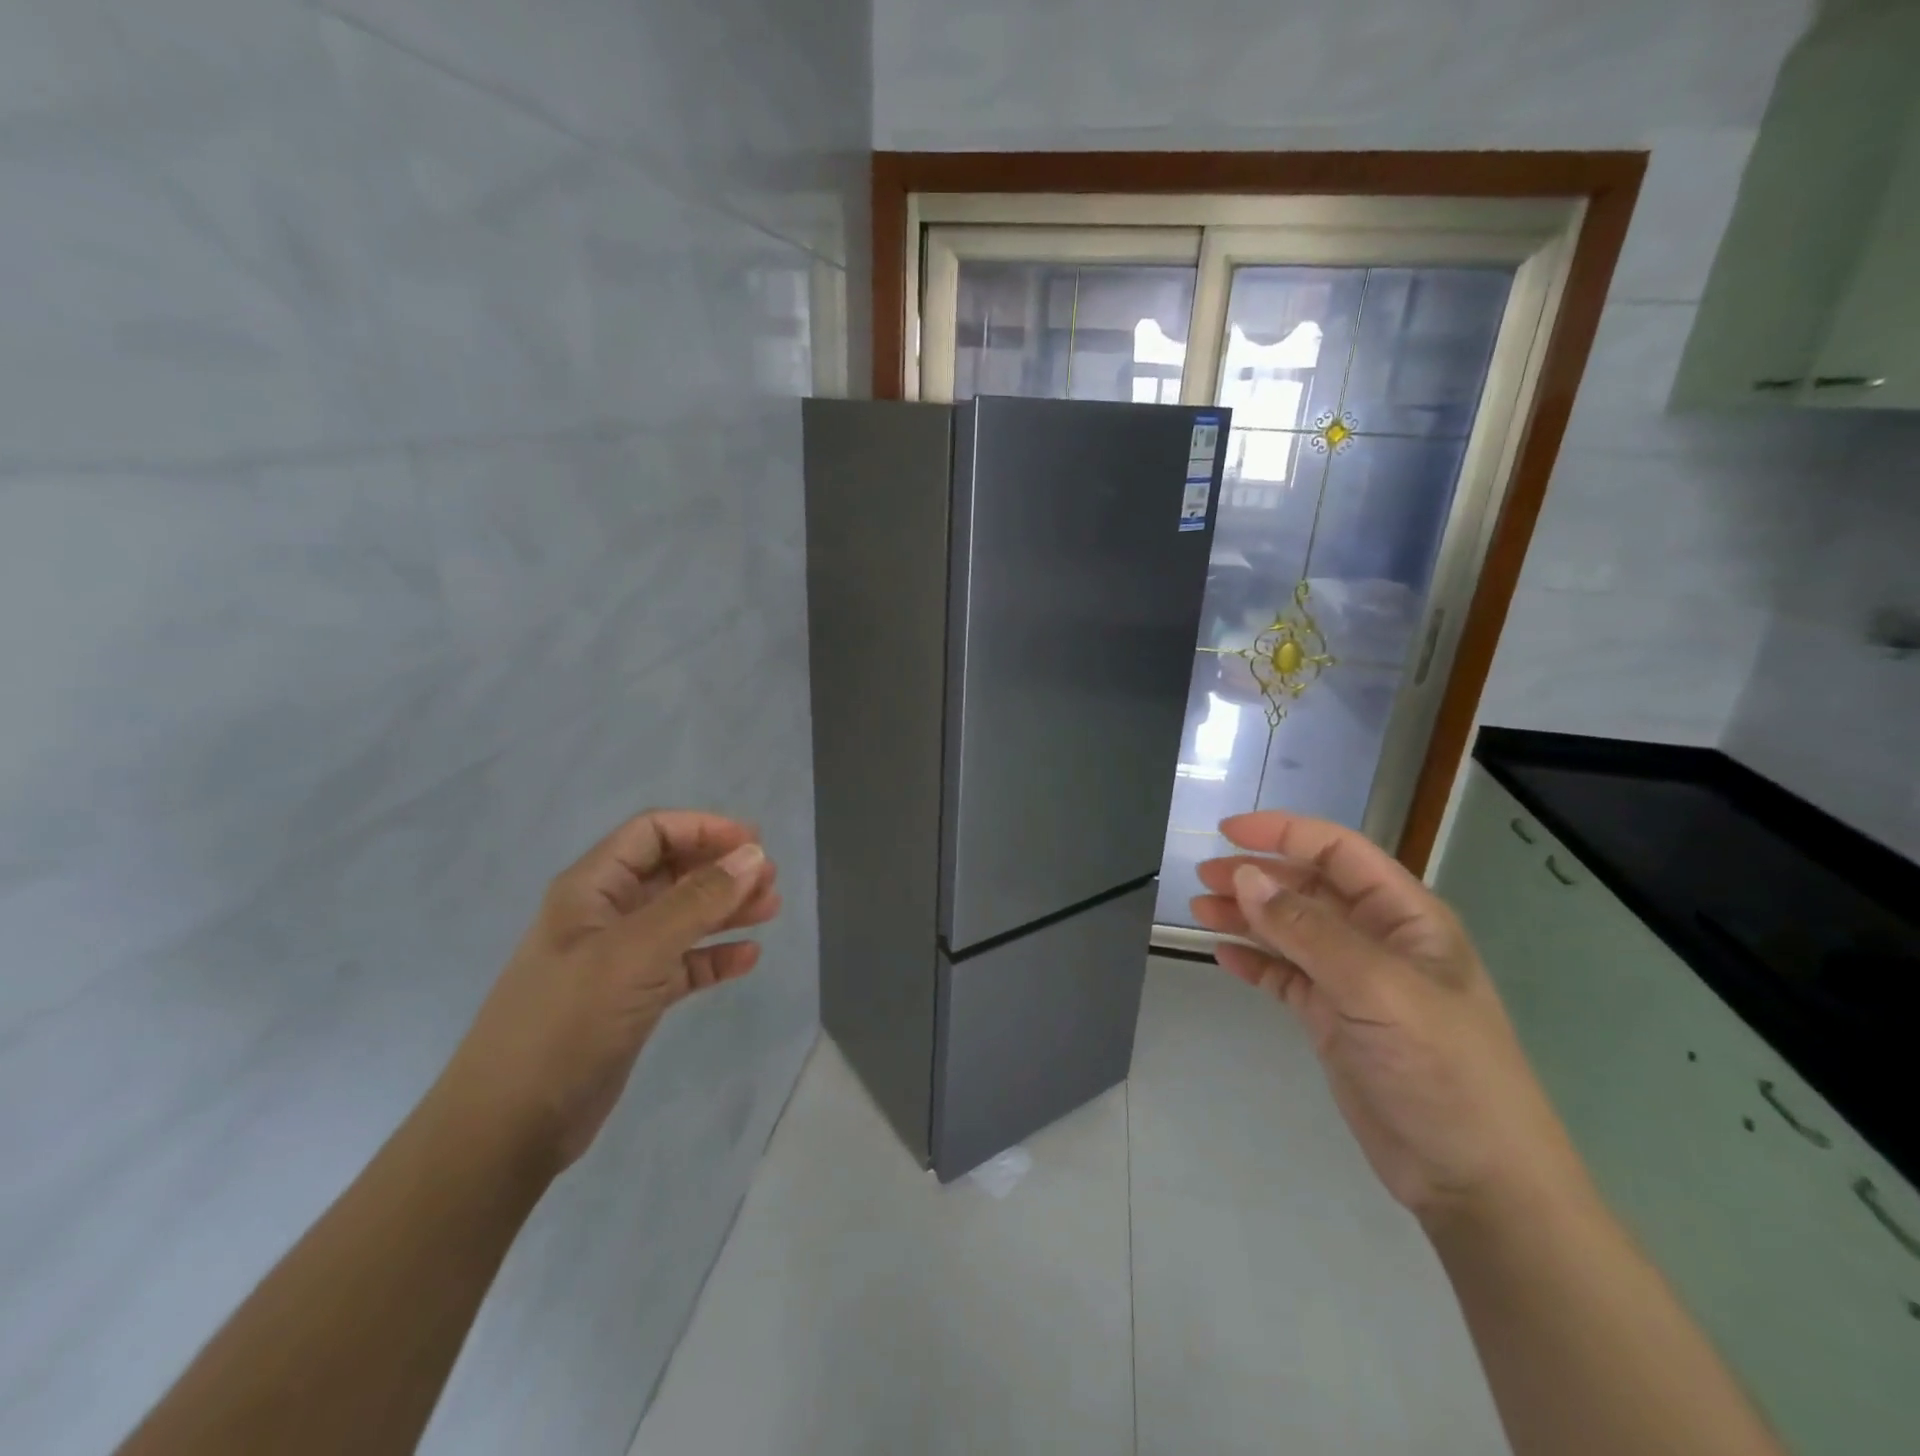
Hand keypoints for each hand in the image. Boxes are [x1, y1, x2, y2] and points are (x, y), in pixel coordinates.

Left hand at [438, 810, 780, 1170]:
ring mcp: (619, 959)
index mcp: (592, 889)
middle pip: (672, 872)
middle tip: (770, 879)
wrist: (509, 1128)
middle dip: (722, 869)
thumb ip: (697, 901)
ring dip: (726, 909)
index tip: (753, 842)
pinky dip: (714, 956)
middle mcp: (606, 915)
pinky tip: (747, 959)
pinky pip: (683, 964)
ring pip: (683, 917)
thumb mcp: (635, 952)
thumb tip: (753, 854)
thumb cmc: (567, 1023)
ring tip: (771, 909)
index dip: (703, 828)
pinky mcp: (632, 999)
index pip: (652, 833)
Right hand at [1191, 811, 1585, 1225]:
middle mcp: (1378, 940)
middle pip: (1307, 888)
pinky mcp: (1333, 1020)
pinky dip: (1254, 961)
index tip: (1226, 832)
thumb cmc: (1443, 1069)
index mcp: (1405, 917)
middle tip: (1203, 878)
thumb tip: (1244, 878)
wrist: (1475, 1180)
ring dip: (1246, 916)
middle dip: (1256, 876)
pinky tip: (1223, 956)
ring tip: (1200, 911)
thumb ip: (1308, 931)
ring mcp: (1353, 982)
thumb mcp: (1378, 990)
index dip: (1284, 833)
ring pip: (1290, 931)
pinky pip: (1285, 976)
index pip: (1338, 852)